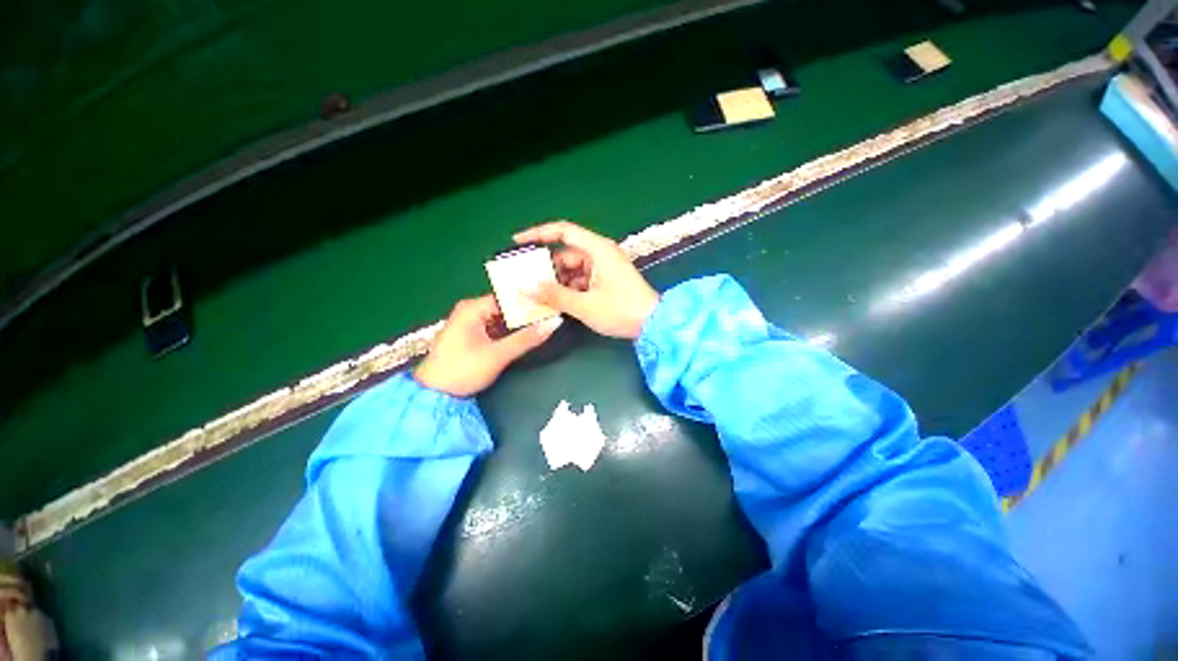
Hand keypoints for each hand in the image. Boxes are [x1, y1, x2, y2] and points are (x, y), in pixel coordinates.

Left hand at [415, 296, 561, 396]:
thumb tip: (552, 324)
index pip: (508, 297)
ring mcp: (470, 323)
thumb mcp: (497, 355)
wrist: (434, 395)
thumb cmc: (462, 370)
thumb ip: (525, 339)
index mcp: (472, 308)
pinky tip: (526, 333)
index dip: (530, 300)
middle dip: (526, 311)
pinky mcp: (471, 336)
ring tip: (545, 320)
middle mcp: (470, 310)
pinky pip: (496, 327)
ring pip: (501, 318)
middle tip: (552, 312)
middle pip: (505, 306)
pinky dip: (510, 330)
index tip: (551, 303)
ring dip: (519, 322)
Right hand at [514, 221, 658, 339]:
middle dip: (546, 268)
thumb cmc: (621, 311)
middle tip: (525, 281)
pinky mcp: (606, 280)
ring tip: (537, 295)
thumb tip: (526, 288)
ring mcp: (604, 268)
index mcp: (598, 250)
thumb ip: (554, 295)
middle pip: (565, 254)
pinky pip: (581, 279)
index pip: (563, 231)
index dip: (538, 234)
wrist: (653, 325)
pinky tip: (556, 302)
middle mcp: (600, 254)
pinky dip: (569, 288)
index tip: (518, 242)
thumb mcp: (585, 305)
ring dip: (557, 282)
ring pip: (572, 269)